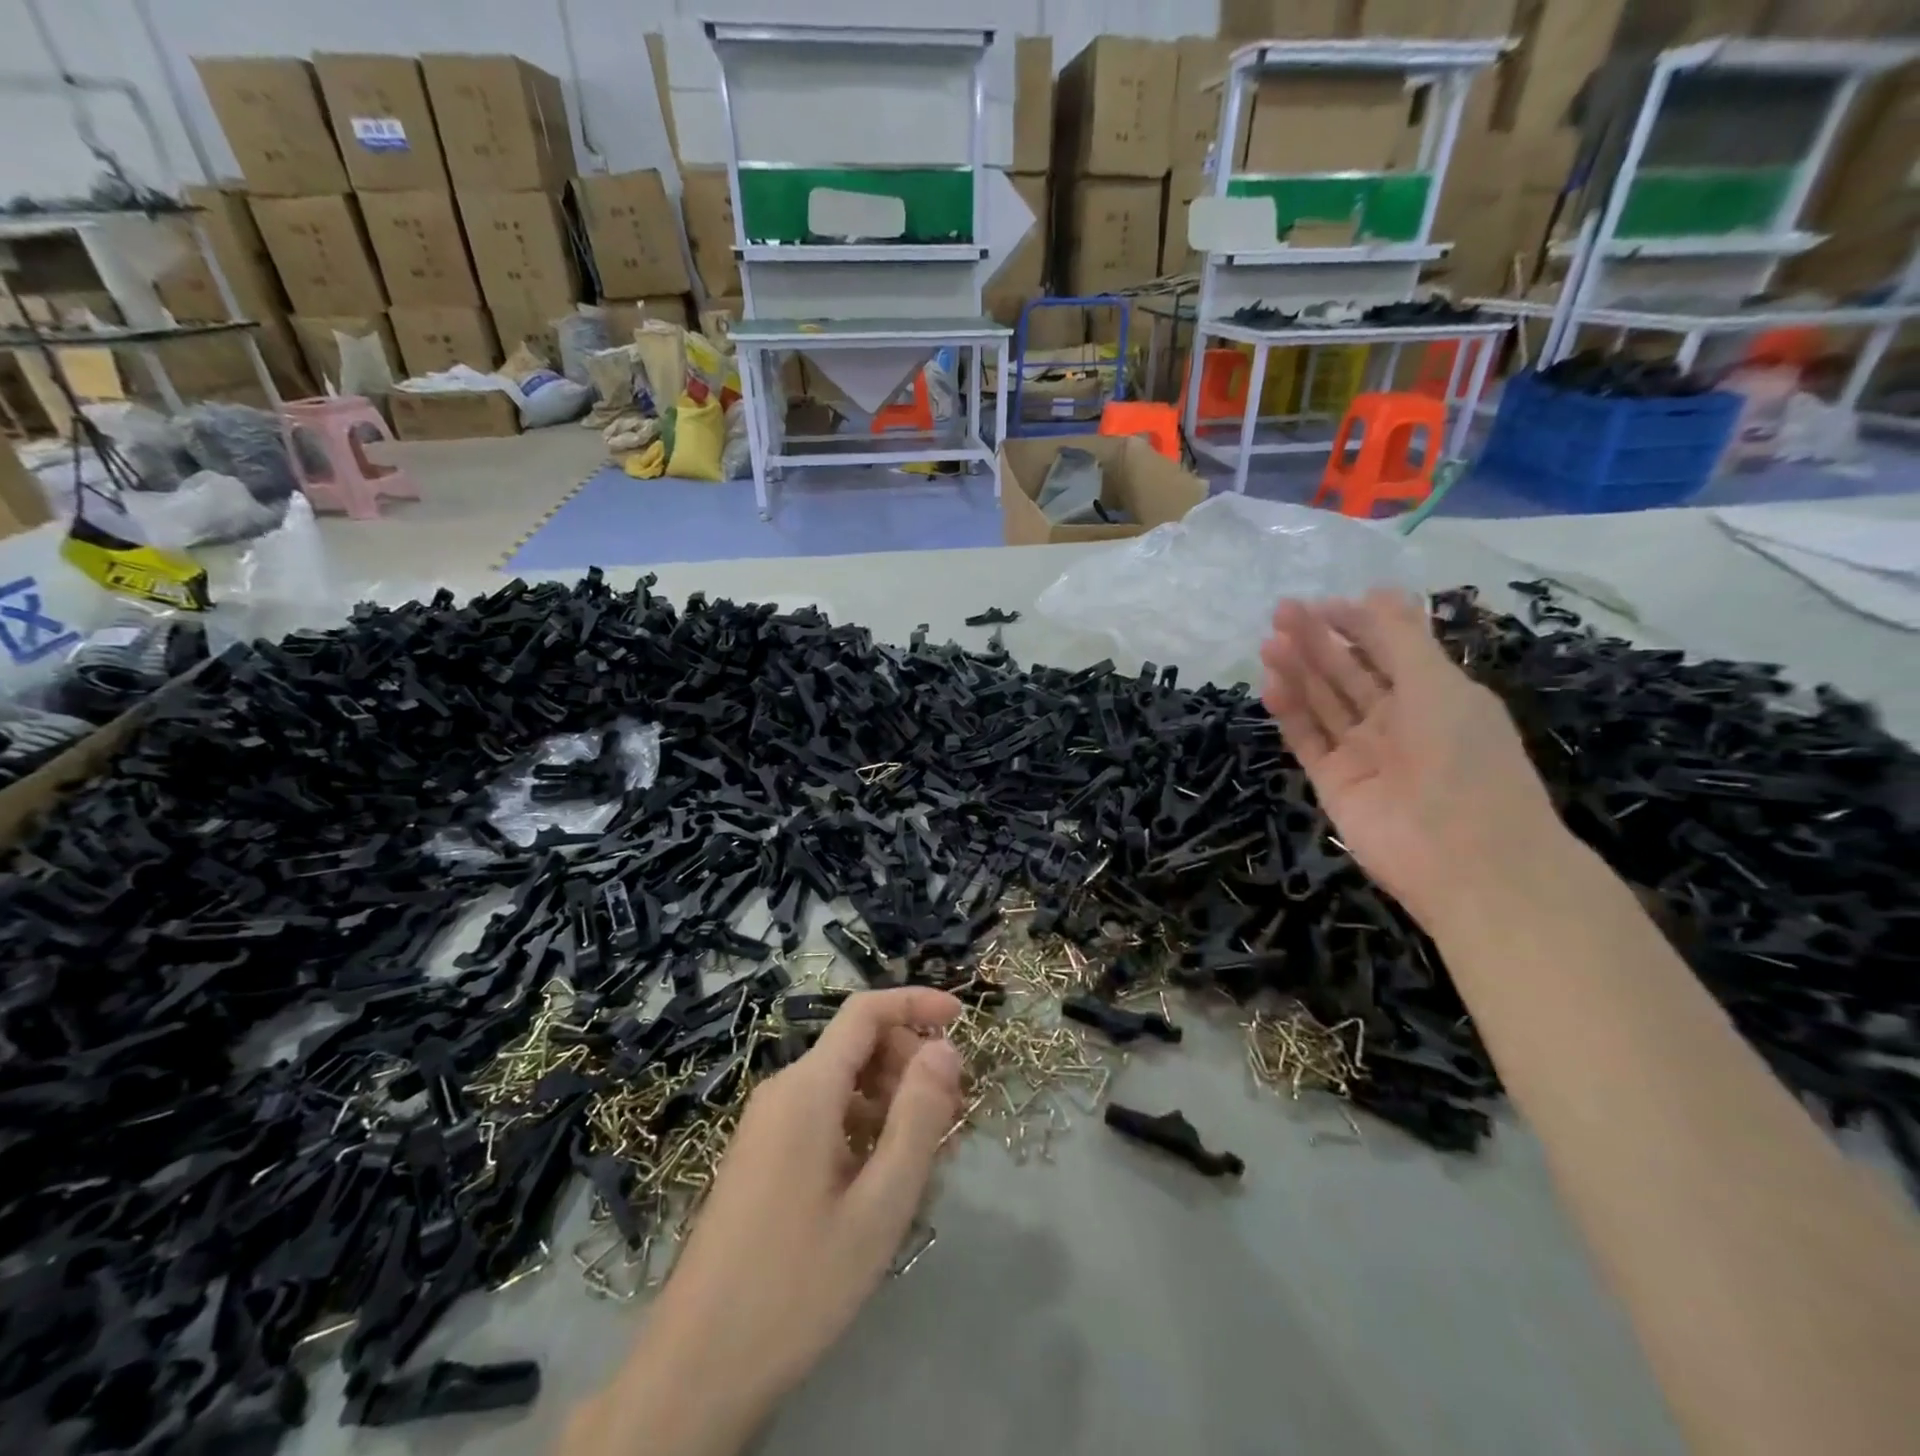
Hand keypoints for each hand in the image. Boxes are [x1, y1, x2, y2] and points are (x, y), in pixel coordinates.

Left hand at [560, 988, 963, 1455]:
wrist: (697, 1368)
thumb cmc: (797, 1284)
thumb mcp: (879, 1205)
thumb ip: (918, 1118)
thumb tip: (945, 1048)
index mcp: (807, 1088)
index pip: (865, 1011)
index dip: (916, 1003)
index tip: (963, 1019)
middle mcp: (784, 1091)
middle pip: (858, 1046)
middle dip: (911, 1065)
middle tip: (955, 1116)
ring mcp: (768, 1125)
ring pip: (845, 1085)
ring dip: (893, 1103)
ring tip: (932, 1156)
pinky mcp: (764, 1156)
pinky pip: (825, 1117)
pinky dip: (865, 1129)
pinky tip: (888, 1180)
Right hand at [1259, 590, 1568, 934]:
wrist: (1464, 856)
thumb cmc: (1463, 758)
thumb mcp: (1439, 685)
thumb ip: (1402, 639)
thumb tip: (1376, 590)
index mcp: (1433, 696)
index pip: (1387, 650)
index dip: (1355, 623)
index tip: (1321, 603)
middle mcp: (1396, 721)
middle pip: (1348, 673)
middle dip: (1318, 641)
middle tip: (1281, 612)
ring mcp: (1363, 754)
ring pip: (1323, 703)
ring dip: (1298, 671)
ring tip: (1269, 643)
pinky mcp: (1334, 782)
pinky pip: (1308, 740)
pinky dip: (1290, 713)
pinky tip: (1271, 684)